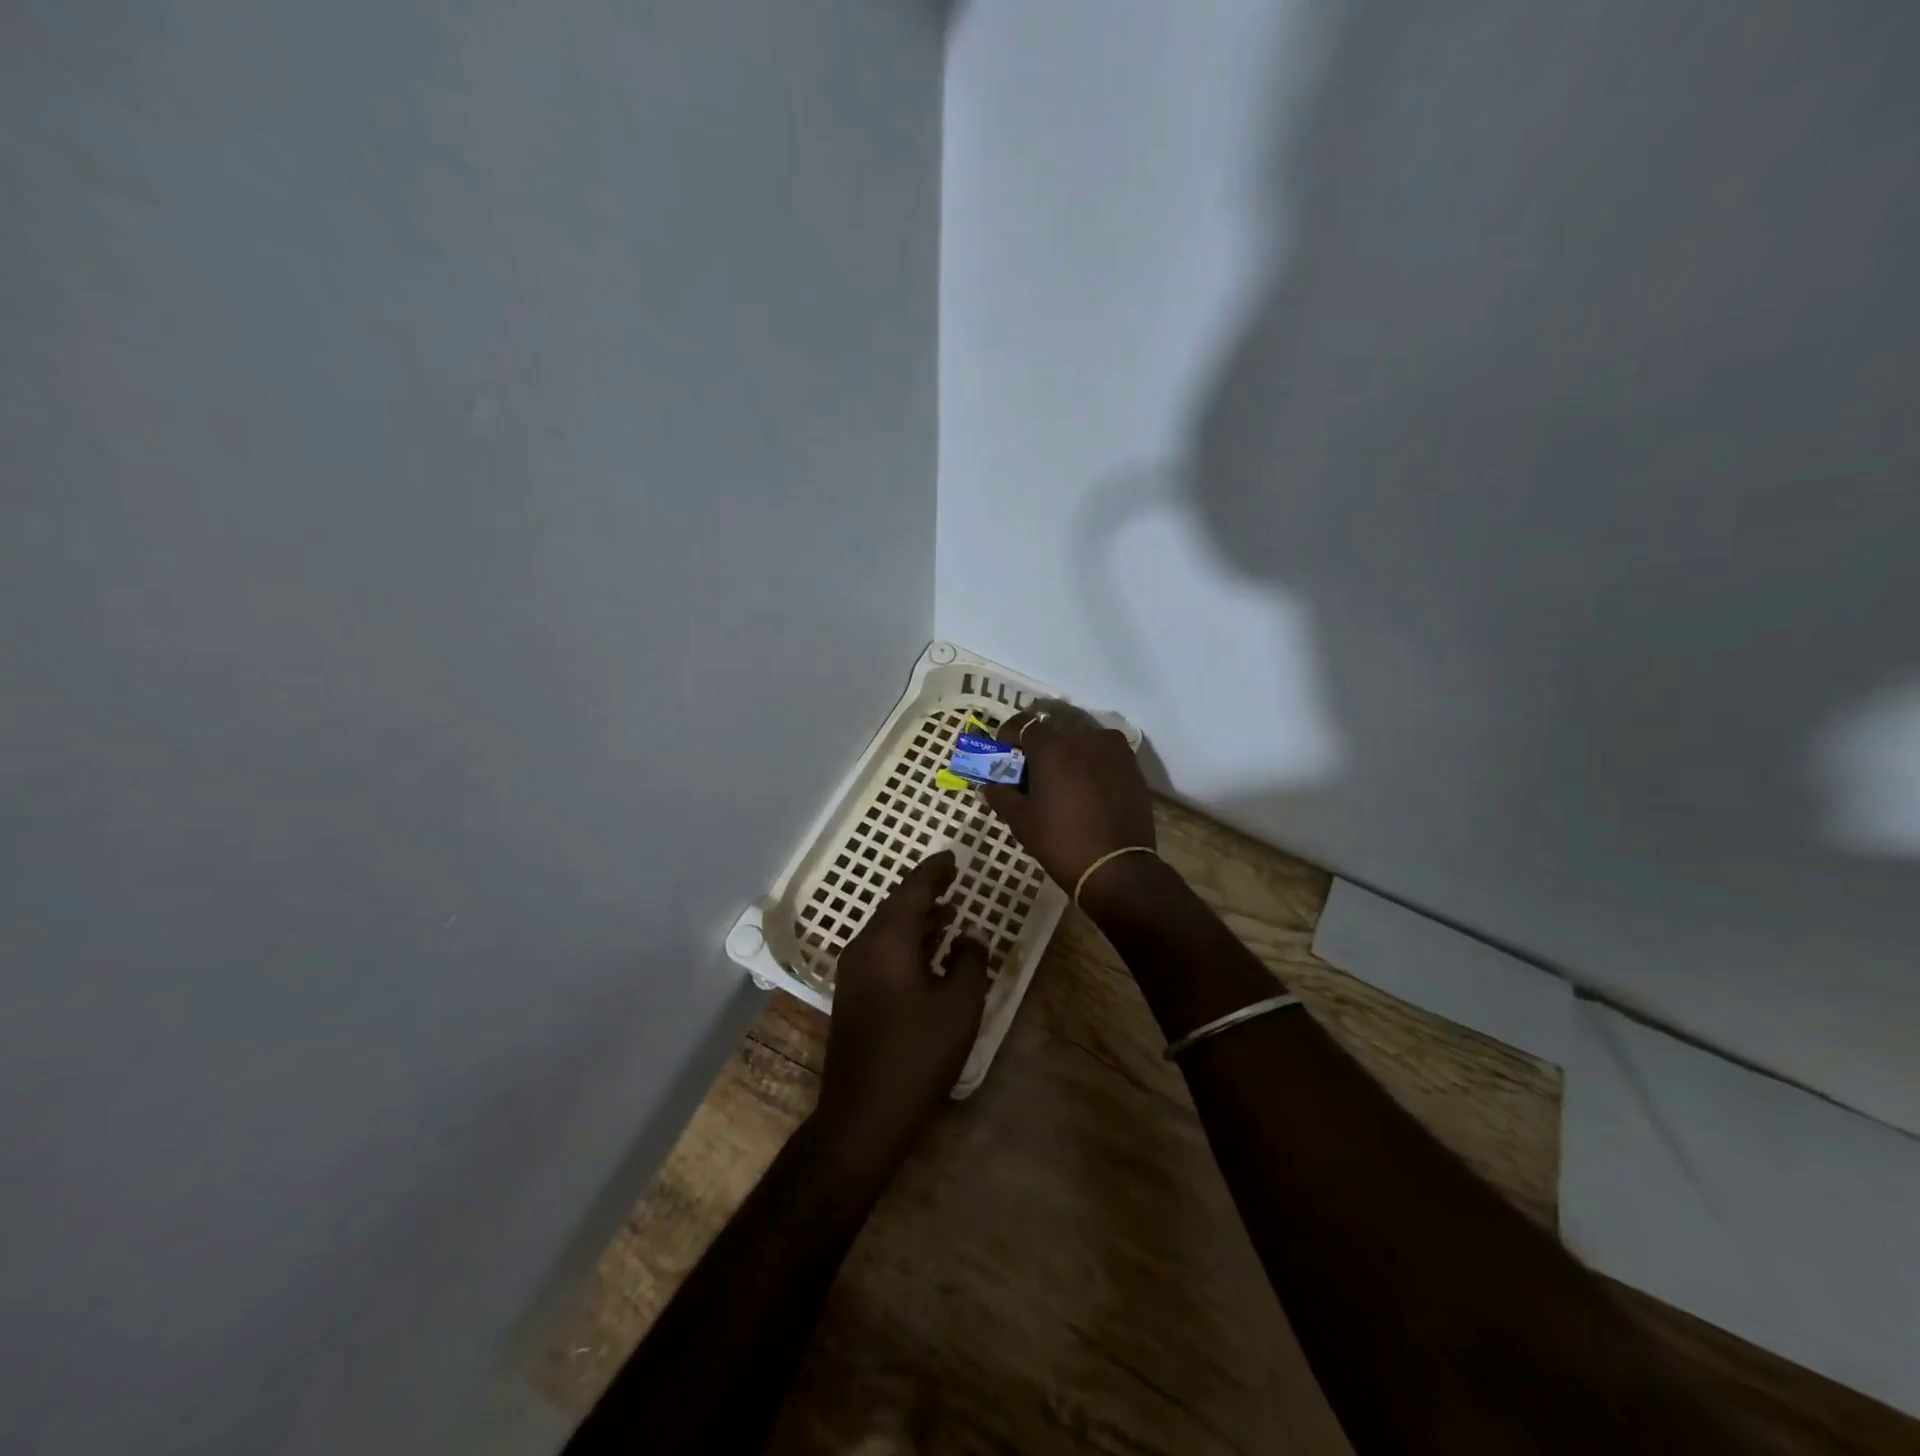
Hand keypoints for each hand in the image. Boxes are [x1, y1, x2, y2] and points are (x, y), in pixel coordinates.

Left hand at [816, 851, 988, 1169]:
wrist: (864, 1112)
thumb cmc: (918, 1053)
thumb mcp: (960, 1005)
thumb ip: (970, 961)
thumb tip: (970, 935)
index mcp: (888, 940)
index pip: (913, 890)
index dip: (934, 871)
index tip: (953, 858)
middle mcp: (865, 946)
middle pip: (897, 906)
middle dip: (925, 891)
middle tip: (953, 879)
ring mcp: (854, 972)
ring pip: (888, 930)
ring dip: (918, 918)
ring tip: (949, 911)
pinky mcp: (853, 995)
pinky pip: (882, 951)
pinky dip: (907, 941)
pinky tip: (929, 952)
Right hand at [980, 699, 1155, 901]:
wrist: (1117, 867)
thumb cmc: (1061, 841)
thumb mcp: (1021, 820)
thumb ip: (1001, 795)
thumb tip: (989, 785)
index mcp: (1051, 746)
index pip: (1023, 725)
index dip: (1009, 737)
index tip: (1003, 753)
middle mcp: (1083, 736)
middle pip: (1054, 732)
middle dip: (1040, 746)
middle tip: (1033, 771)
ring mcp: (1112, 748)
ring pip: (1081, 740)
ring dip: (1068, 753)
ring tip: (1063, 780)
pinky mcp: (1132, 764)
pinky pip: (1103, 754)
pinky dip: (1091, 763)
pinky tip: (1087, 787)